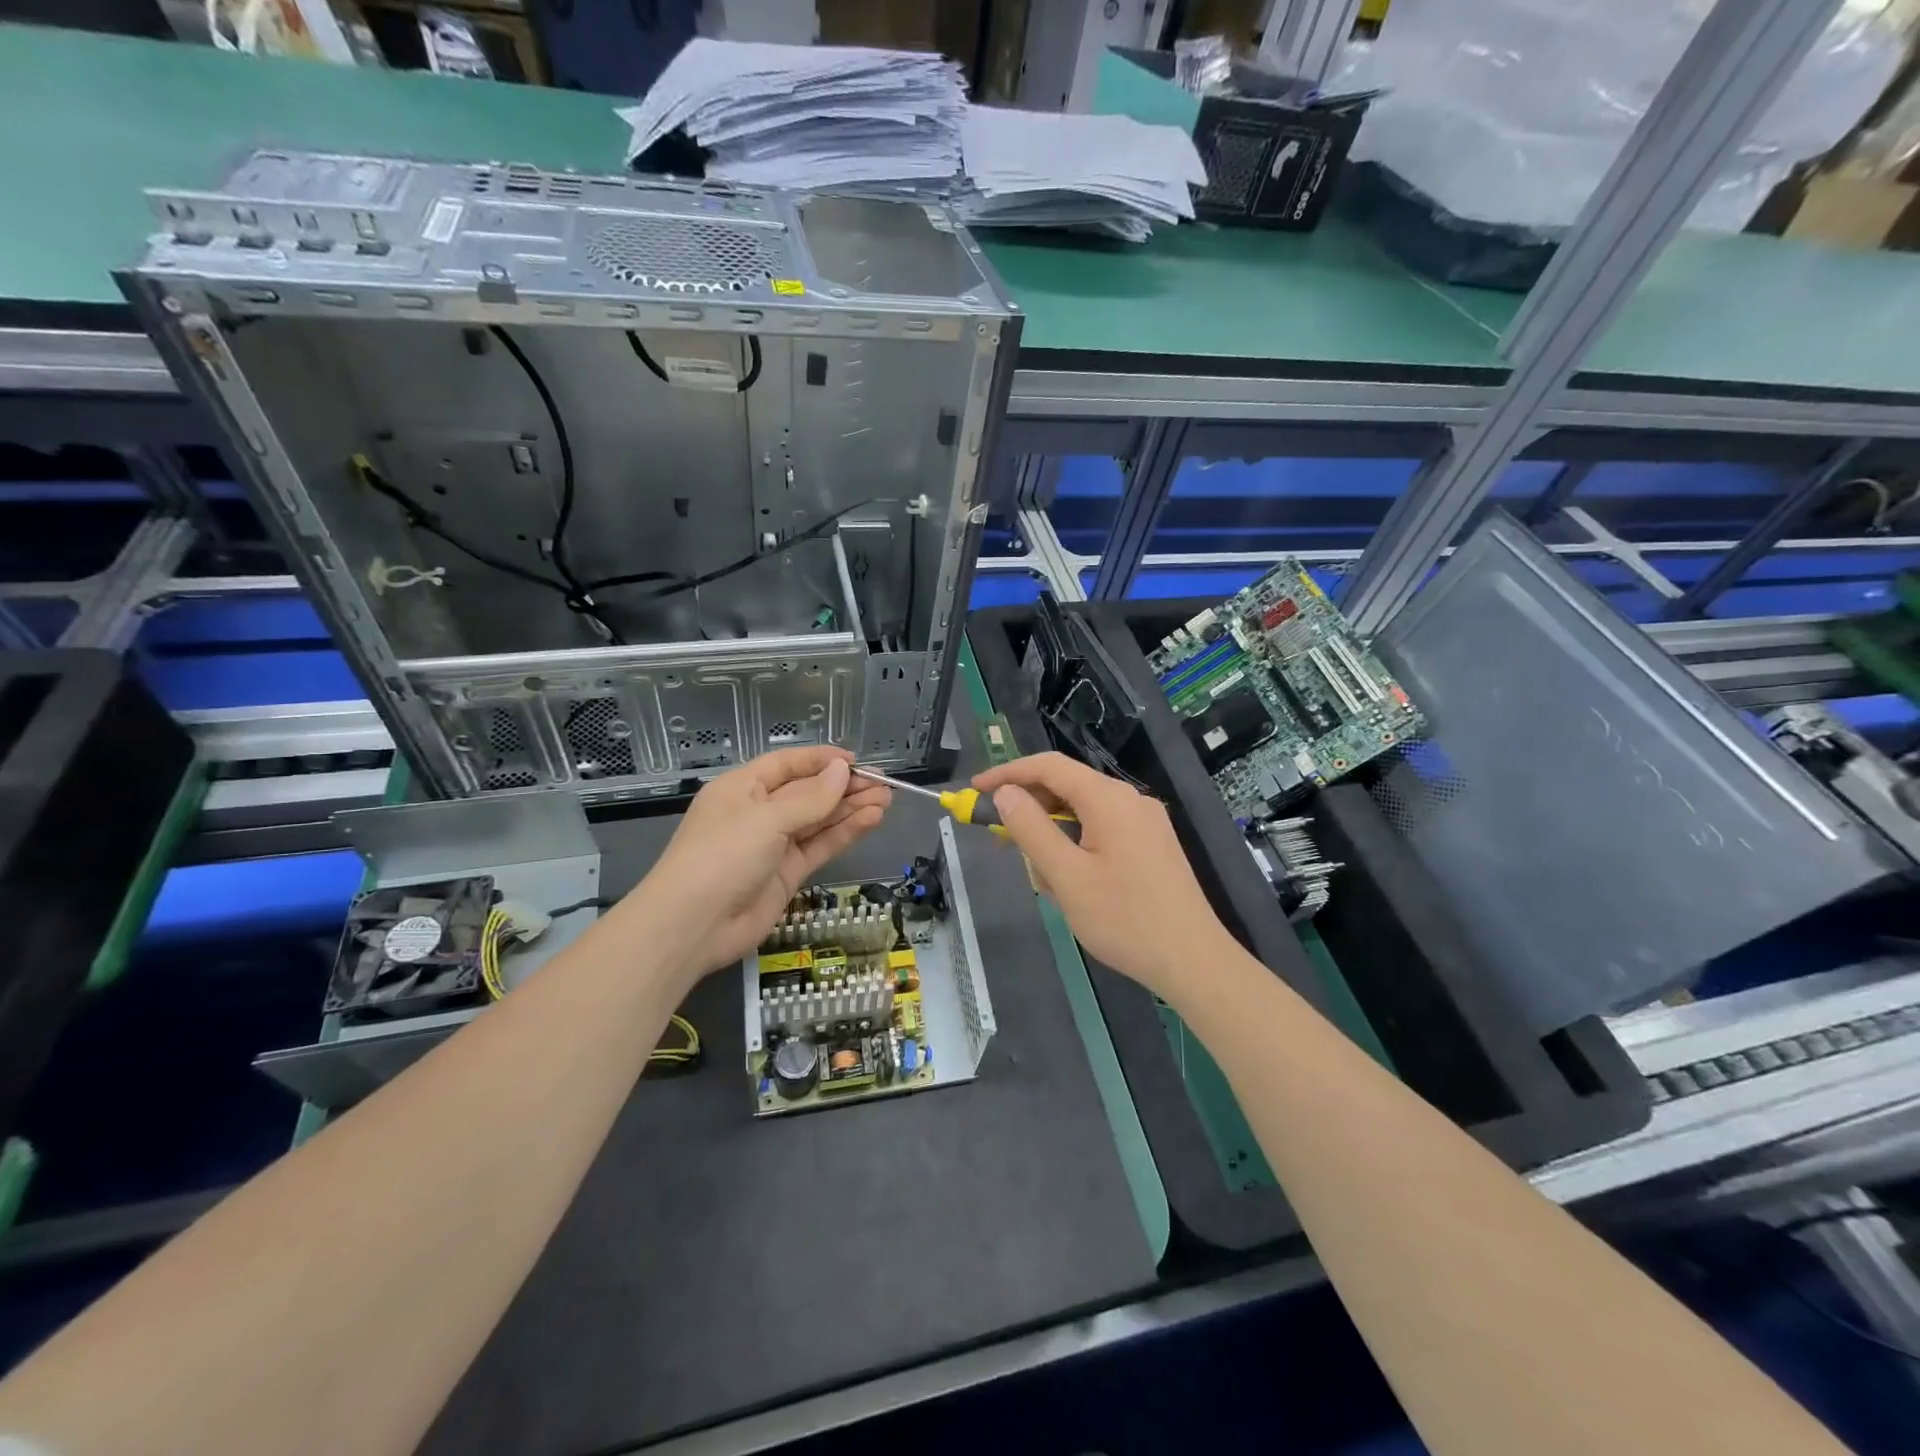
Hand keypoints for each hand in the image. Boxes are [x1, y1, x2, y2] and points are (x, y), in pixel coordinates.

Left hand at [638, 746, 889, 978]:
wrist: (693, 925)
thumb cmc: (722, 855)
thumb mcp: (766, 819)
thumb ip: (810, 798)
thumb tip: (842, 770)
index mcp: (742, 788)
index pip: (787, 765)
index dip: (821, 760)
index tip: (856, 761)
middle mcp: (759, 813)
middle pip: (807, 793)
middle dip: (844, 787)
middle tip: (884, 784)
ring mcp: (773, 845)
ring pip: (818, 820)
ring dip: (850, 809)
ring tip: (886, 800)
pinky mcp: (787, 874)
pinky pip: (819, 847)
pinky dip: (844, 834)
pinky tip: (871, 821)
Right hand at [972, 752, 1233, 1006]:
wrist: (1193, 961)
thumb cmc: (1124, 919)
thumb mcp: (1066, 877)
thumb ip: (1031, 829)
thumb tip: (1006, 793)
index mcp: (1109, 799)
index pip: (1049, 766)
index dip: (1008, 773)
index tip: (975, 789)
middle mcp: (1130, 800)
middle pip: (1067, 788)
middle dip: (1032, 813)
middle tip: (1002, 841)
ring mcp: (1146, 822)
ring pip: (1083, 815)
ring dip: (1056, 840)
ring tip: (1049, 885)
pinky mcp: (1153, 845)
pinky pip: (1103, 832)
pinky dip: (1078, 848)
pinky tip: (1075, 886)